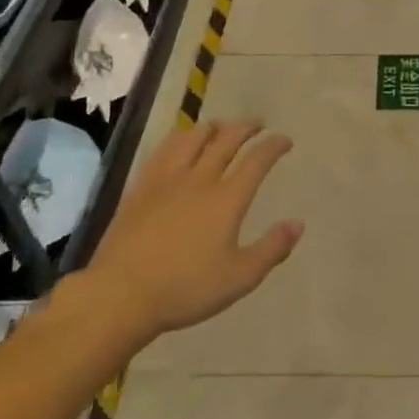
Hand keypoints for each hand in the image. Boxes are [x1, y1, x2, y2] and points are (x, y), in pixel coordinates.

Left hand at [86, 121, 302, 339]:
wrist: (121, 294)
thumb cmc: (185, 289)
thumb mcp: (239, 278)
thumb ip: (272, 249)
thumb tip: (298, 224)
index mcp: (227, 199)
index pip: (256, 160)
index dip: (274, 146)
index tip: (285, 140)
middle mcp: (200, 179)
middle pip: (227, 139)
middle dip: (247, 127)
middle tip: (258, 124)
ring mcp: (168, 179)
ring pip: (194, 137)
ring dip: (214, 127)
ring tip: (222, 127)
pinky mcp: (142, 186)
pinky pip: (165, 149)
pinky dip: (181, 138)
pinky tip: (181, 142)